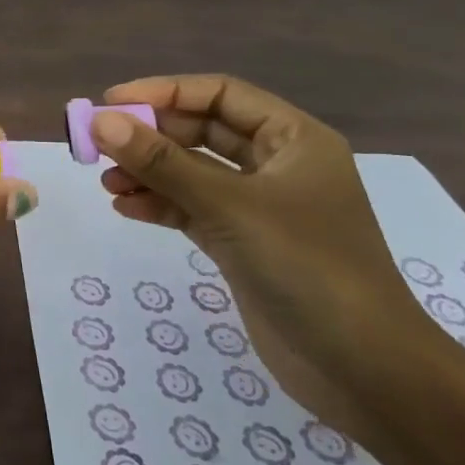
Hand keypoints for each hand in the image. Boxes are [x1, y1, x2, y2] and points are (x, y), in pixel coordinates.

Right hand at [92, 75, 439, 438]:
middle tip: (99, 144)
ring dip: (149, 173)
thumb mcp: (229, 207)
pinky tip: (127, 209)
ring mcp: (260, 207)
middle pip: (202, 131)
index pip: (220, 94)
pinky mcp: (243, 244)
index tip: (111, 101)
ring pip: (193, 172)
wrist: (365, 372)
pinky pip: (193, 209)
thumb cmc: (307, 268)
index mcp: (294, 140)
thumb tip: (101, 121)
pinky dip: (160, 205)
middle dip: (151, 136)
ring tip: (107, 183)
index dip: (164, 92)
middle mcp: (278, 165)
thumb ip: (162, 163)